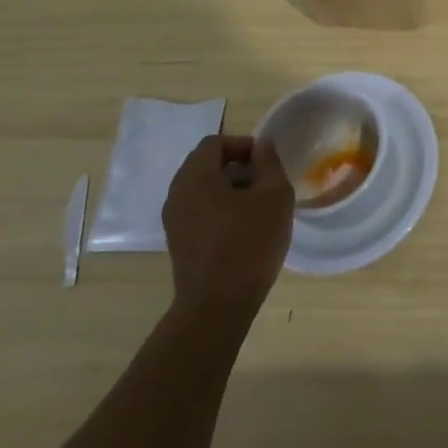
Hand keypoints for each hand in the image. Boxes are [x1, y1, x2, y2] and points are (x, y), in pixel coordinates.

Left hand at [162, 134, 292, 318]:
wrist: (218, 305)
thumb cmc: (249, 242)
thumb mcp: (274, 195)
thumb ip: (269, 163)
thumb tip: (262, 145)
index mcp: (195, 177)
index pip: (215, 142)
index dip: (243, 145)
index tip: (266, 164)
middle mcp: (177, 194)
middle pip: (206, 164)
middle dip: (237, 167)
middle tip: (265, 183)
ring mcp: (174, 220)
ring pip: (202, 189)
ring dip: (230, 189)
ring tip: (258, 206)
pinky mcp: (178, 242)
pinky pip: (199, 211)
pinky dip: (220, 209)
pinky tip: (243, 228)